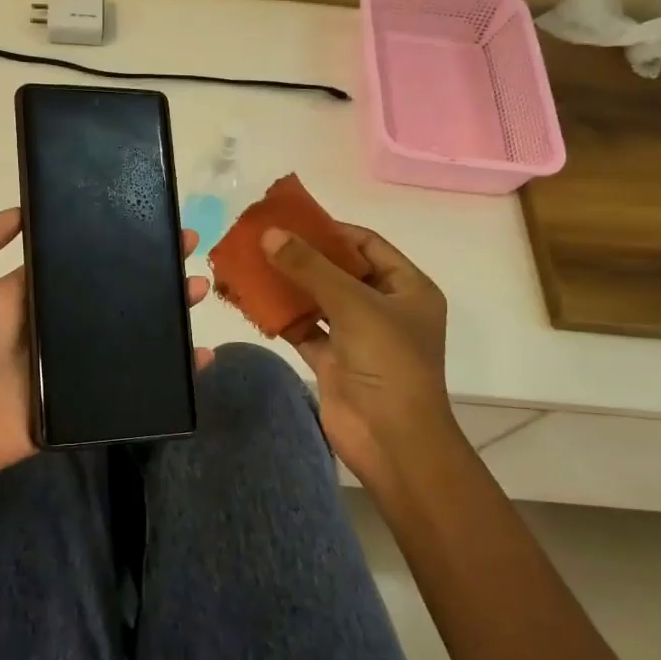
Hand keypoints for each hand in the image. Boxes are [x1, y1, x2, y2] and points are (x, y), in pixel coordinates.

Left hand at [0, 207, 212, 491]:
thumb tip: (21, 211)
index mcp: (35, 293)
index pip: (81, 258)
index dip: (113, 238)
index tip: (147, 218)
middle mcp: (62, 321)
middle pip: (117, 289)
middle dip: (153, 267)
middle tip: (189, 247)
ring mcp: (79, 360)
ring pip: (134, 329)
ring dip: (168, 310)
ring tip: (197, 290)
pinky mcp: (91, 396)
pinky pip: (137, 380)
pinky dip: (171, 371)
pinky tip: (199, 356)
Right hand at [261, 223, 457, 497]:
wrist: (392, 440)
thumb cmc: (388, 363)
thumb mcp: (353, 305)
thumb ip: (310, 268)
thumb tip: (270, 234)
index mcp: (408, 288)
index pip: (368, 245)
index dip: (332, 230)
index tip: (292, 219)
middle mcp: (385, 308)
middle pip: (340, 271)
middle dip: (304, 256)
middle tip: (264, 240)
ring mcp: (358, 337)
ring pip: (319, 300)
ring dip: (289, 285)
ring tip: (252, 264)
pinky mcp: (334, 361)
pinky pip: (305, 329)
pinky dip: (283, 317)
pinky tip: (254, 301)